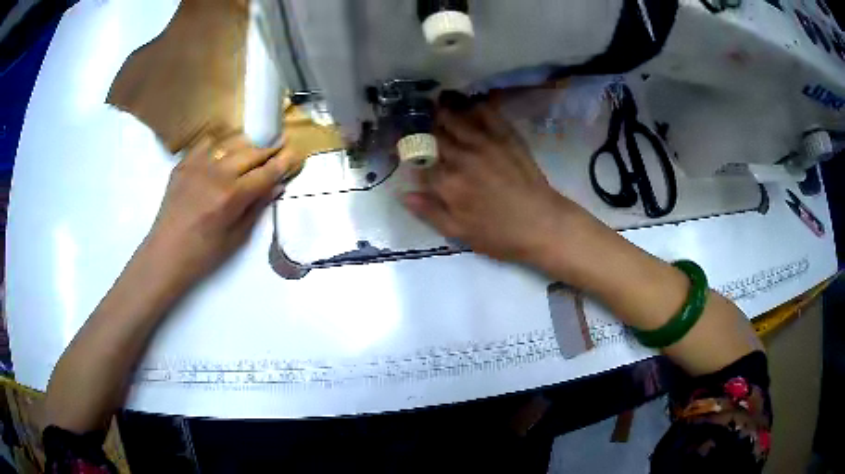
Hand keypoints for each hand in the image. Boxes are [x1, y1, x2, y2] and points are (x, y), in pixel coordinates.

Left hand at [146, 133, 295, 283]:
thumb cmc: (203, 254)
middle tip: (280, 145)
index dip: (283, 162)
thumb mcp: (237, 237)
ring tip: (253, 150)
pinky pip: (208, 144)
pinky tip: (222, 156)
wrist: (166, 253)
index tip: (295, 154)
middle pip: (251, 152)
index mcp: (232, 196)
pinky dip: (220, 146)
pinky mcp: (184, 163)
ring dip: (247, 146)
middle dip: (269, 150)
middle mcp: (217, 174)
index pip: (266, 172)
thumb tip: (276, 187)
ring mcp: (198, 165)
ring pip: (231, 143)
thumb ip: (257, 208)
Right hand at [403, 102, 573, 262]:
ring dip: (442, 108)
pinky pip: (486, 112)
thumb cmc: (500, 235)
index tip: (405, 151)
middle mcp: (461, 157)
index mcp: (448, 183)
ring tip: (435, 102)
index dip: (408, 155)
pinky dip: (474, 104)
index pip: (418, 162)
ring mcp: (485, 142)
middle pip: (433, 134)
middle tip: (417, 122)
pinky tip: (469, 101)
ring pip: (455, 117)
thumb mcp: (459, 233)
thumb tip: (403, 194)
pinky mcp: (506, 136)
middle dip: (421, 127)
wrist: (543, 224)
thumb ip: (429, 212)